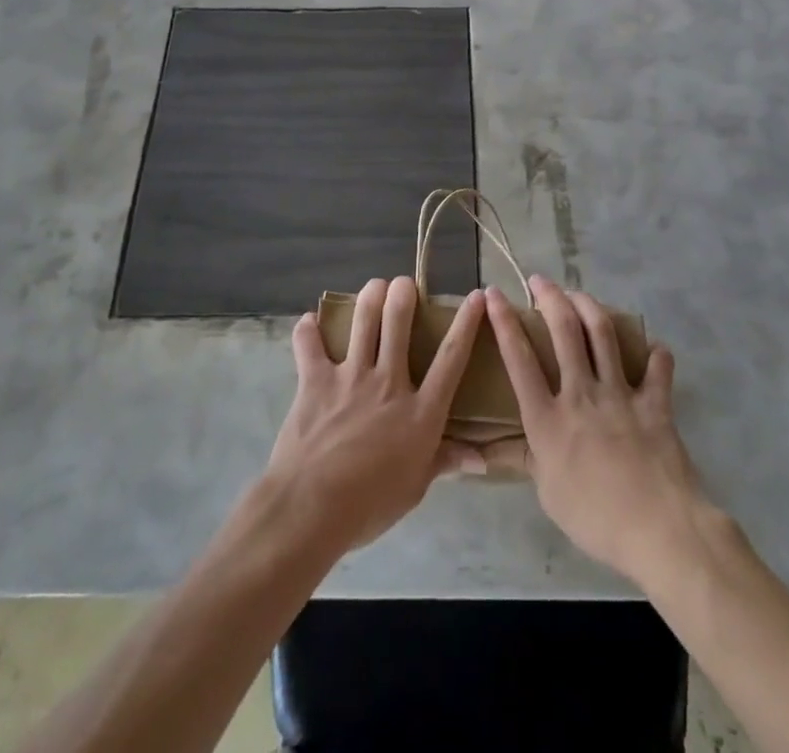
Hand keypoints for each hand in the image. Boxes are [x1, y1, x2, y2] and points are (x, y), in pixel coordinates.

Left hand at [264, 276, 486, 556]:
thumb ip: (445, 461)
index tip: (475, 296)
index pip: (451, 358)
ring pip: (363, 322)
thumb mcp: (416, 487)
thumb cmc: (370, 504)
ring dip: (370, 296)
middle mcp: (389, 383)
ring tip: (375, 285)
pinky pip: (309, 345)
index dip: (466, 324)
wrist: (312, 506)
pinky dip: (307, 331)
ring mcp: (351, 377)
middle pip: (399, 323)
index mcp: (420, 411)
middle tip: (404, 282)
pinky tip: (309, 322)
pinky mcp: (316, 380)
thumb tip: (481, 458)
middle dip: (404, 293)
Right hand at [485, 277, 708, 584]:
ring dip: (589, 306)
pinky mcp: (654, 403)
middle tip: (540, 280)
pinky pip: (657, 369)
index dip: (504, 322)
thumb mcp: (547, 494)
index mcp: (547, 418)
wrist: (659, 530)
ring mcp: (619, 394)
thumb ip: (523, 459)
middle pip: (563, 330)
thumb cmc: (595, 519)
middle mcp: (580, 394)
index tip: (493, 294)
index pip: (519, 359)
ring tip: (579, 294)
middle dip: (549, 297)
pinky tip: (653, 348)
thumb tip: (487, 449)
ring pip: (602, 334)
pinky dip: (655, 354)